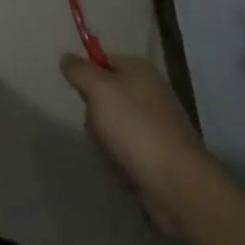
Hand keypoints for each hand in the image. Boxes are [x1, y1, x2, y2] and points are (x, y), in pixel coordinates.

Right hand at [62, 53, 212, 235]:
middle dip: (95, 113)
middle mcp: (150, 90)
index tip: (79, 93)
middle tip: (97, 126)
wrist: (178, 186)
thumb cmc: (135, 129)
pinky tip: (123, 167)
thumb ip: (79, 70)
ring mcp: (157, 123)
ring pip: (113, 123)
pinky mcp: (159, 153)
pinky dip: (120, 158)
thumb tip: (66, 58)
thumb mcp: (99, 90)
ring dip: (105, 139)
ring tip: (111, 152)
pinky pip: (126, 148)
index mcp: (139, 69)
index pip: (102, 60)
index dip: (87, 75)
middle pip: (105, 93)